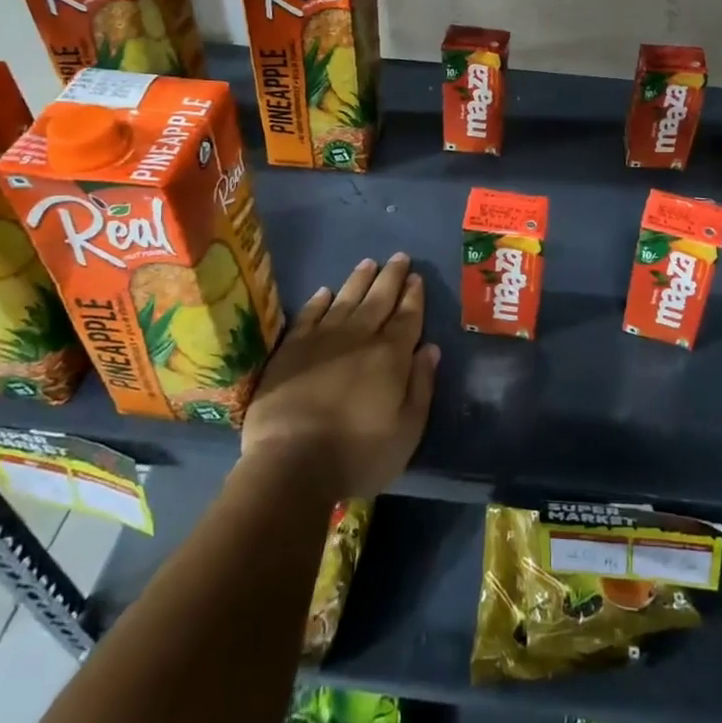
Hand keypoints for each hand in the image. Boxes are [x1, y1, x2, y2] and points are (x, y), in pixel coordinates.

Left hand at [241, 253, 439, 500]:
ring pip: (345, 299)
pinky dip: (318, 301)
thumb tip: (430, 349)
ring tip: (369, 263)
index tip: (417, 277)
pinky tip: (325, 292)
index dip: (414, 296)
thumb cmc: (358, 455)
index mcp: (391, 356)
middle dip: (391, 277)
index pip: (408, 317)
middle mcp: (359, 338)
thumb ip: (421, 386)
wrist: (290, 465)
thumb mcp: (407, 430)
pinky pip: (308, 316)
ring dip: (359, 280)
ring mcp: (321, 340)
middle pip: (379, 299)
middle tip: (399, 257)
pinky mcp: (290, 350)